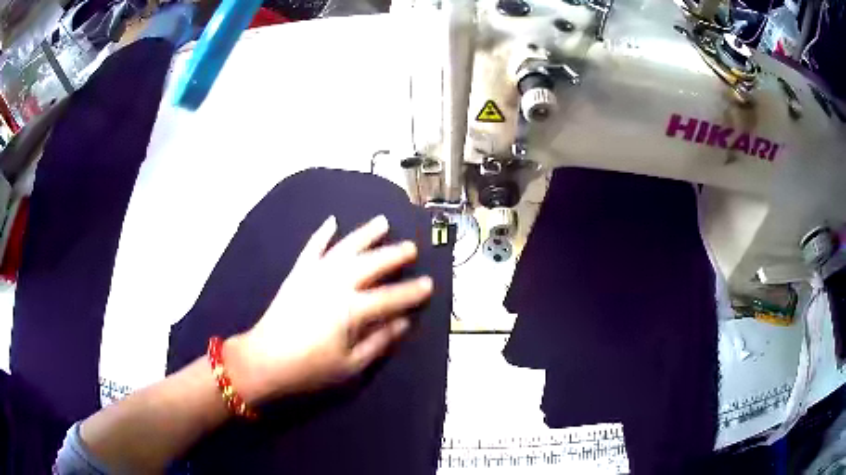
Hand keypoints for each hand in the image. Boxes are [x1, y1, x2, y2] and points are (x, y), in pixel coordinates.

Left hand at [225, 215, 432, 403]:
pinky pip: (312, 248)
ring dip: (365, 234)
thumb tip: (404, 323)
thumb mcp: (351, 365)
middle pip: (371, 264)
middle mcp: (336, 284)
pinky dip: (322, 234)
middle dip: (394, 254)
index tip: (429, 283)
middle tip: (412, 247)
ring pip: (345, 248)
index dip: (412, 292)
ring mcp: (315, 275)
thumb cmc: (309, 368)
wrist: (264, 360)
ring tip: (382, 222)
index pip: (390, 297)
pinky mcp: (298, 274)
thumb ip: (379, 341)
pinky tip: (332, 221)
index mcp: (351, 310)